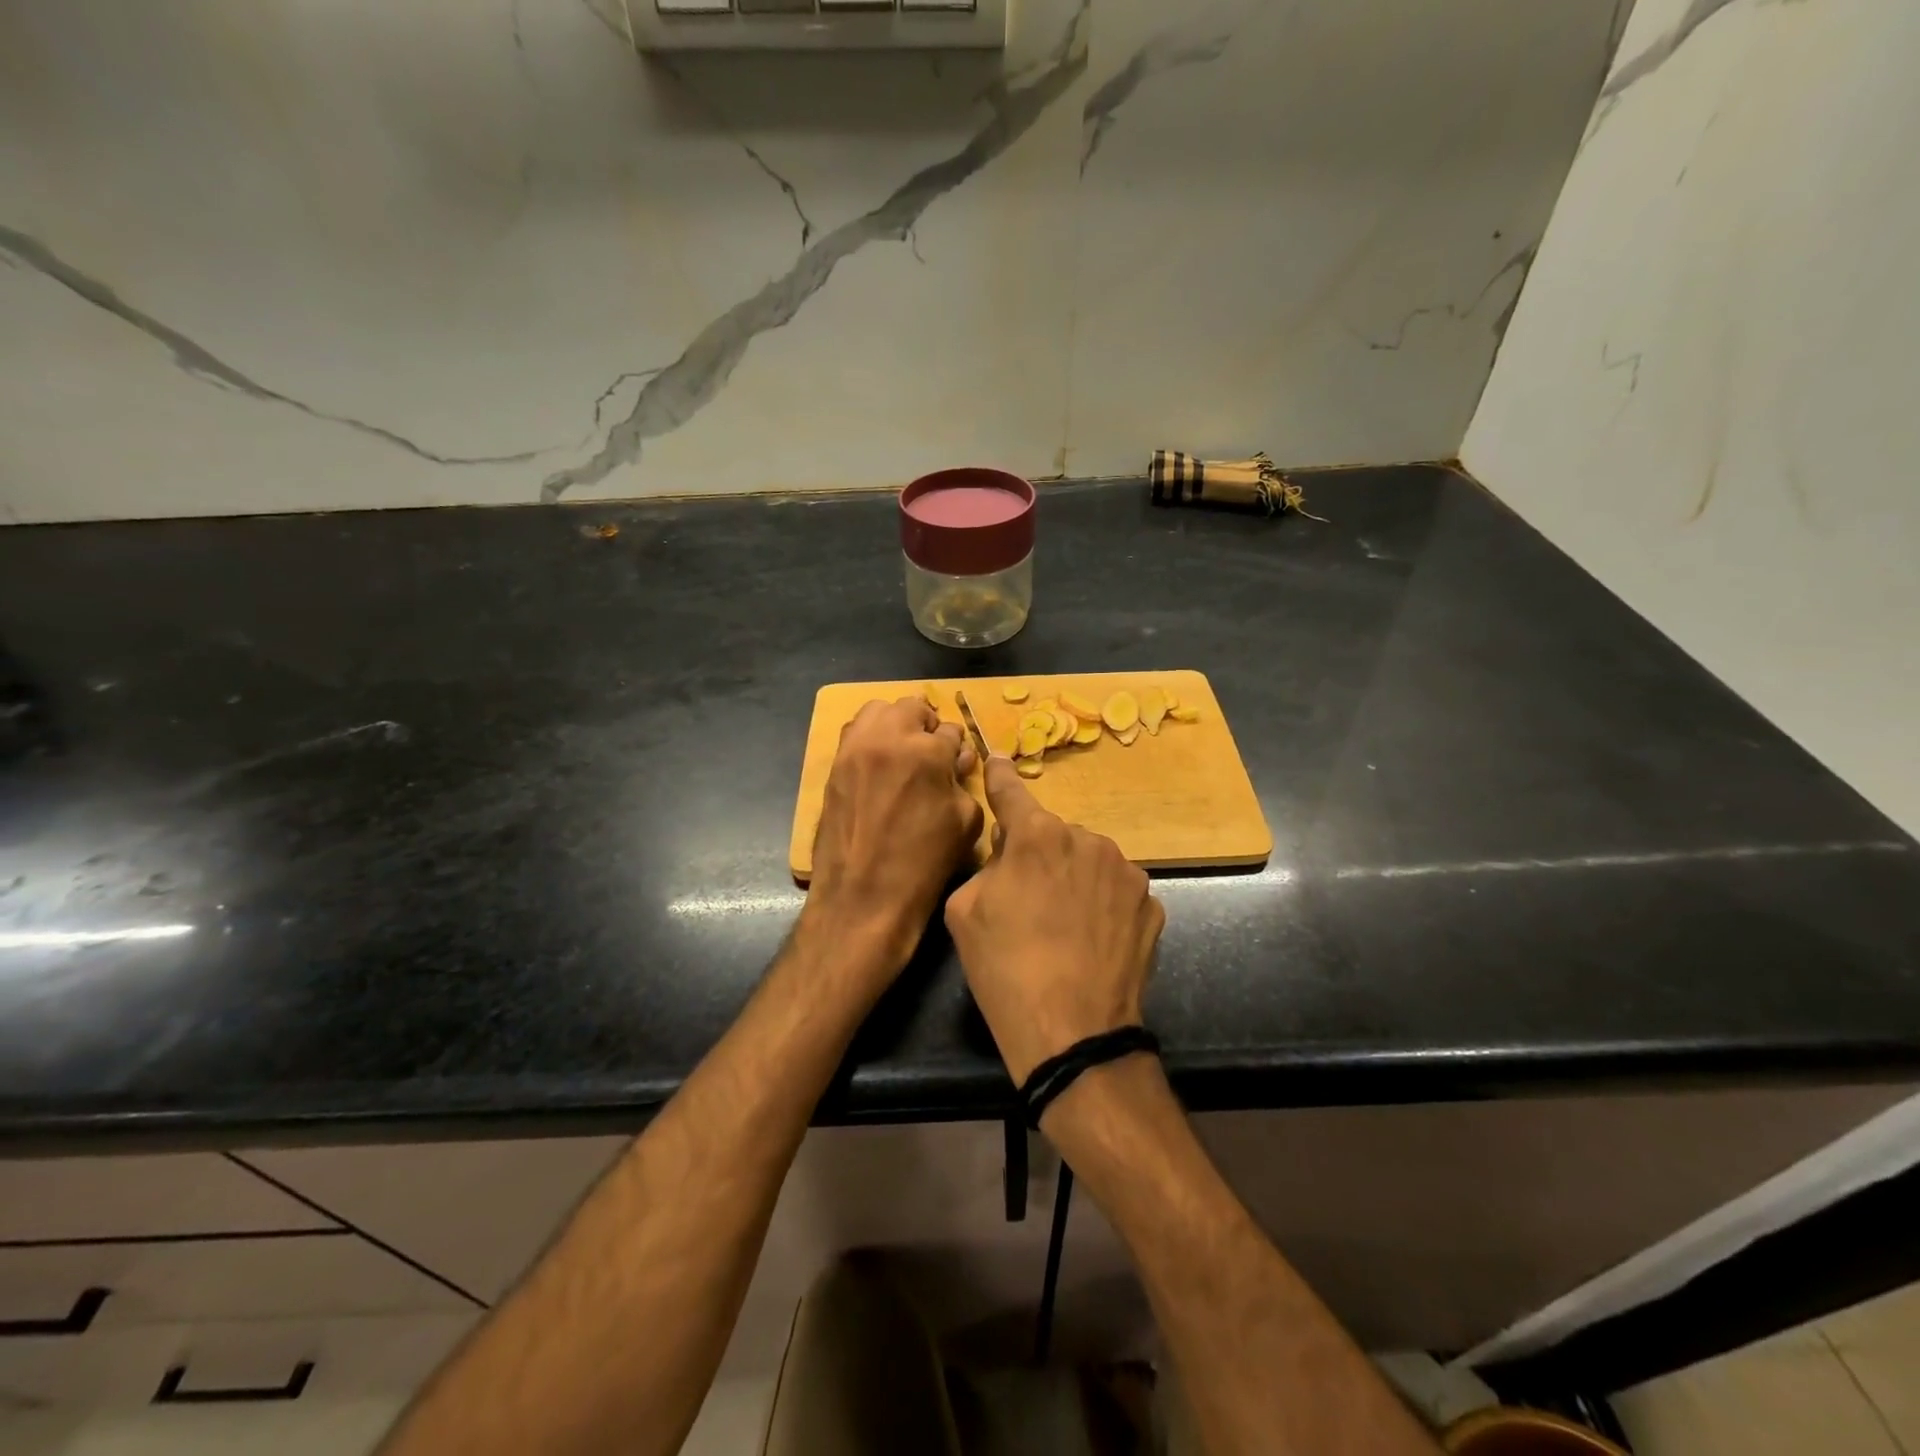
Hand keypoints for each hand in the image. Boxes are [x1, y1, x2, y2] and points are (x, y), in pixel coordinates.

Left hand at [805, 696, 983, 982]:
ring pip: (878, 712)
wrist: (863, 898)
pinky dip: (870, 739)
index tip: (955, 766)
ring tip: (903, 754)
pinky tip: (879, 767)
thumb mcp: (965, 822)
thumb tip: (953, 763)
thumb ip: (962, 781)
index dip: (956, 750)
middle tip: (931, 755)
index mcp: (926, 751)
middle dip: (926, 726)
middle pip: (911, 707)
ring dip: (895, 724)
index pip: (949, 730)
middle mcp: (887, 738)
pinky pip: (854, 734)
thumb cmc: (924, 864)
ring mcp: (854, 749)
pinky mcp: (833, 766)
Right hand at [945, 758, 1164, 1083]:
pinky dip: (1102, 904)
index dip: (1000, 777)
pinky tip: (1092, 939)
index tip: (998, 760)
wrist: (1073, 1033)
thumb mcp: (964, 911)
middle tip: (1027, 899)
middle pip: (1053, 835)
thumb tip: (1009, 852)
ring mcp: (1126, 871)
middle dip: (1039, 853)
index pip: (1012, 792)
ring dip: (1074, 877)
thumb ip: (986, 865)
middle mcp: (1087, 839)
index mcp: (1038, 836)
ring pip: (1088, 860)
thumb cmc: (1005, 969)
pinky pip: (1115, 890)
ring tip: (1064, 926)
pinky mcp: (1151, 903)